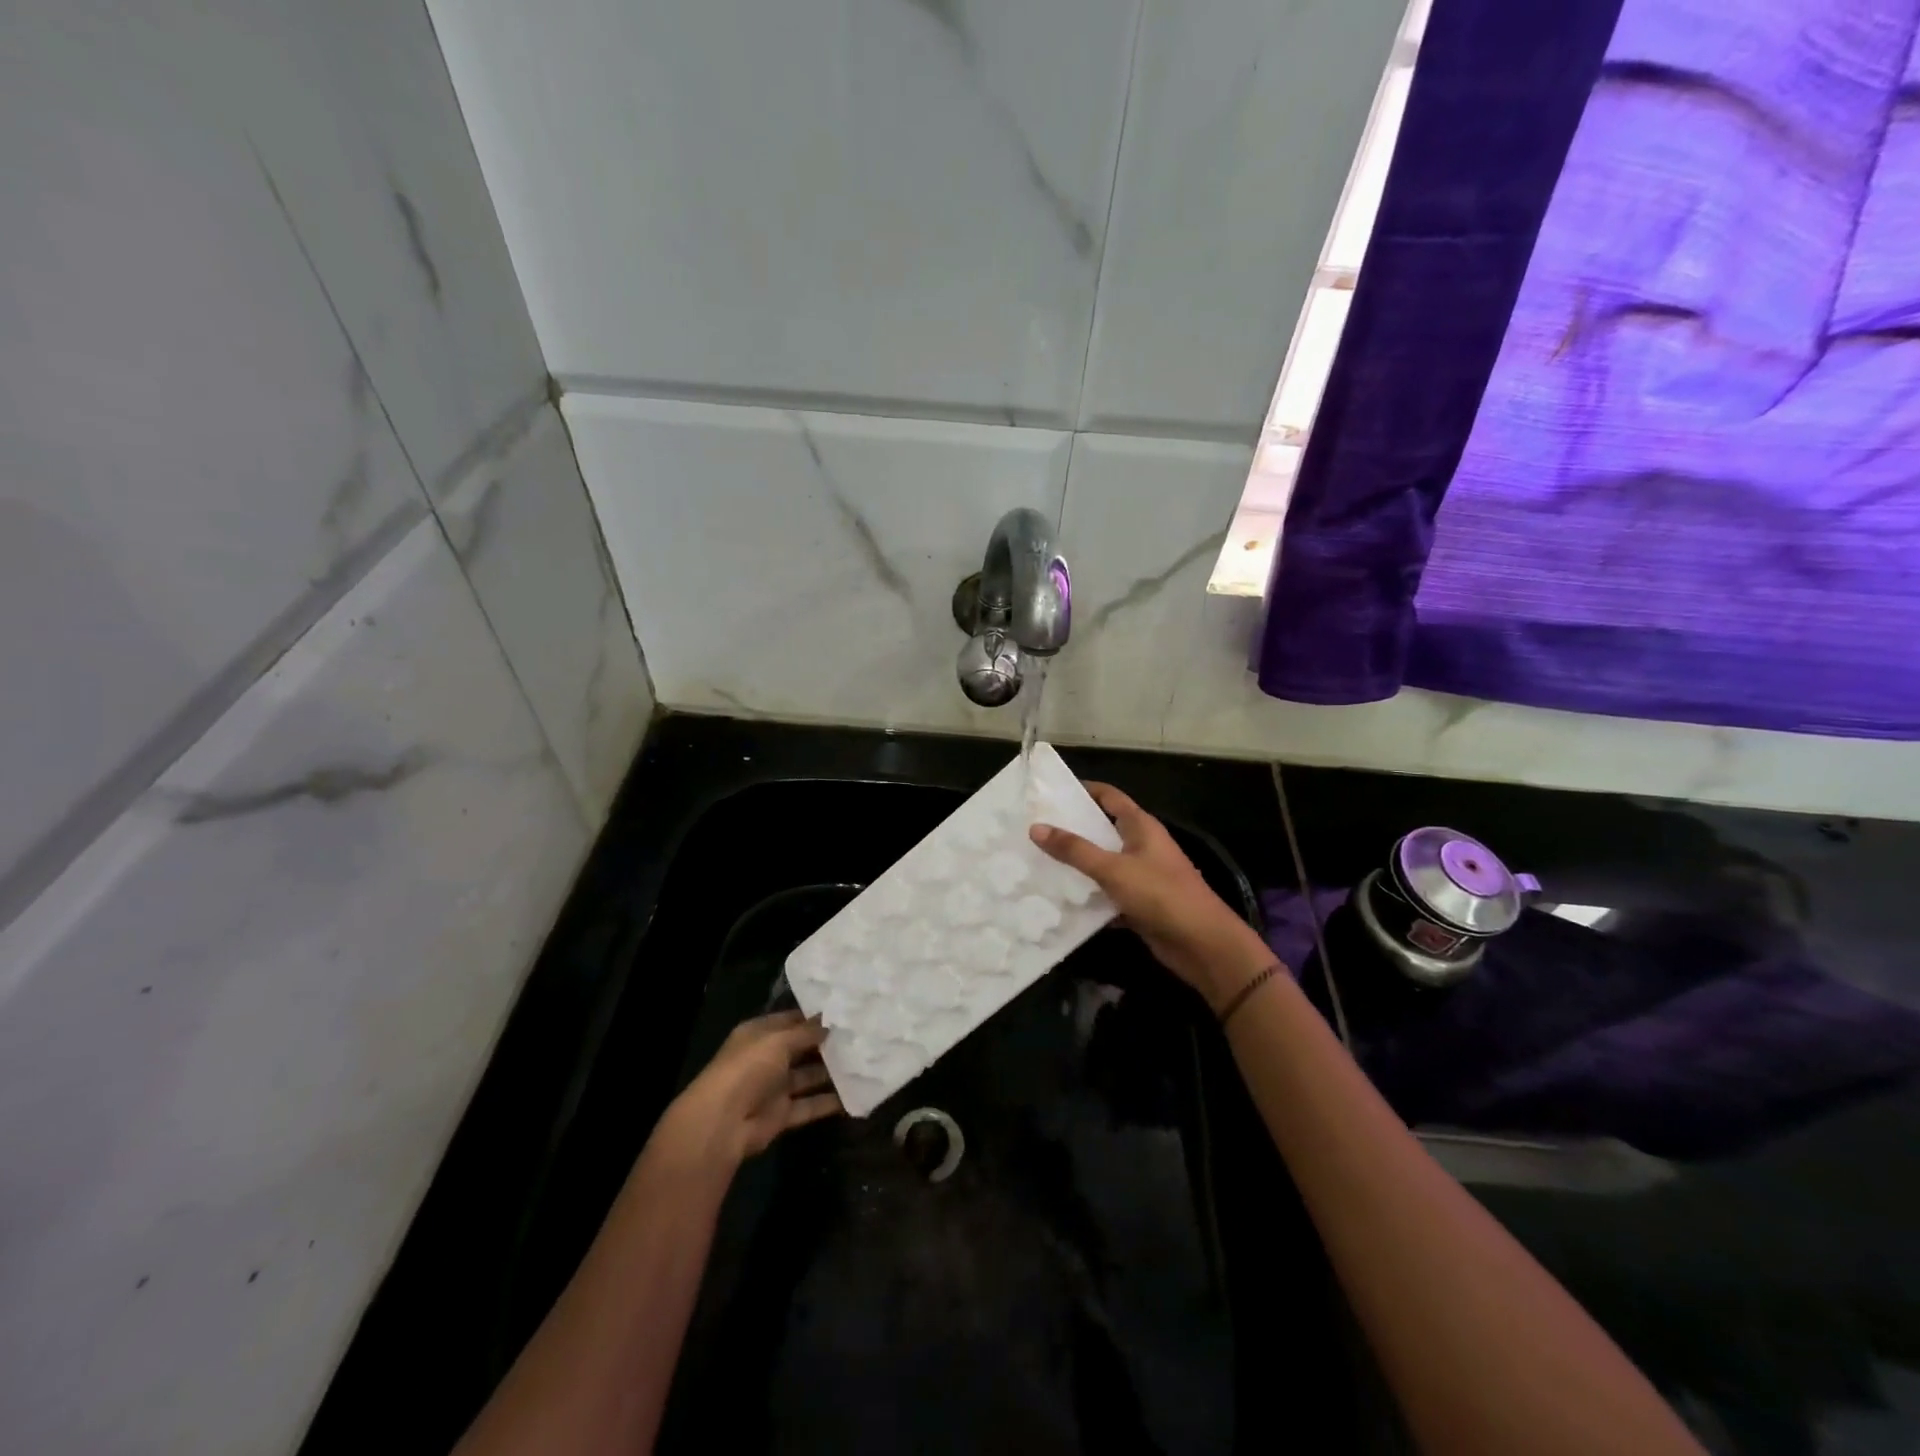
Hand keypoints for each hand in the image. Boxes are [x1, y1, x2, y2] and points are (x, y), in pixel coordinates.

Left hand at [654, 1011, 843, 1172]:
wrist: (723, 1123)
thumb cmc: (748, 1068)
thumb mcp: (779, 1040)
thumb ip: (806, 1032)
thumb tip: (828, 1022)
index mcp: (759, 1035)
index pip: (790, 1020)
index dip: (814, 1017)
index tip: (844, 1013)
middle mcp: (766, 1059)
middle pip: (801, 1048)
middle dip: (826, 1044)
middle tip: (860, 1036)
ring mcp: (773, 1088)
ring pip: (808, 1077)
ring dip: (831, 1072)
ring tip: (863, 1062)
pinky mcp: (781, 1115)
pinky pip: (809, 1105)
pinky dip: (829, 1102)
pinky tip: (855, 1094)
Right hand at [1031, 783, 1275, 1008]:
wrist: (1201, 944)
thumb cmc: (1160, 894)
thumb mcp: (1113, 869)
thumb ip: (1074, 850)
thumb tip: (1036, 827)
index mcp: (1141, 827)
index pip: (1109, 796)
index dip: (1083, 791)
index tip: (1050, 793)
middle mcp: (1142, 846)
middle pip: (1102, 830)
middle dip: (1072, 829)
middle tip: (1034, 829)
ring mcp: (1141, 876)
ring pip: (1102, 864)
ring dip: (1076, 865)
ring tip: (1037, 862)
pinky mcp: (1138, 904)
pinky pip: (1106, 893)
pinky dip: (1088, 896)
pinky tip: (1059, 900)